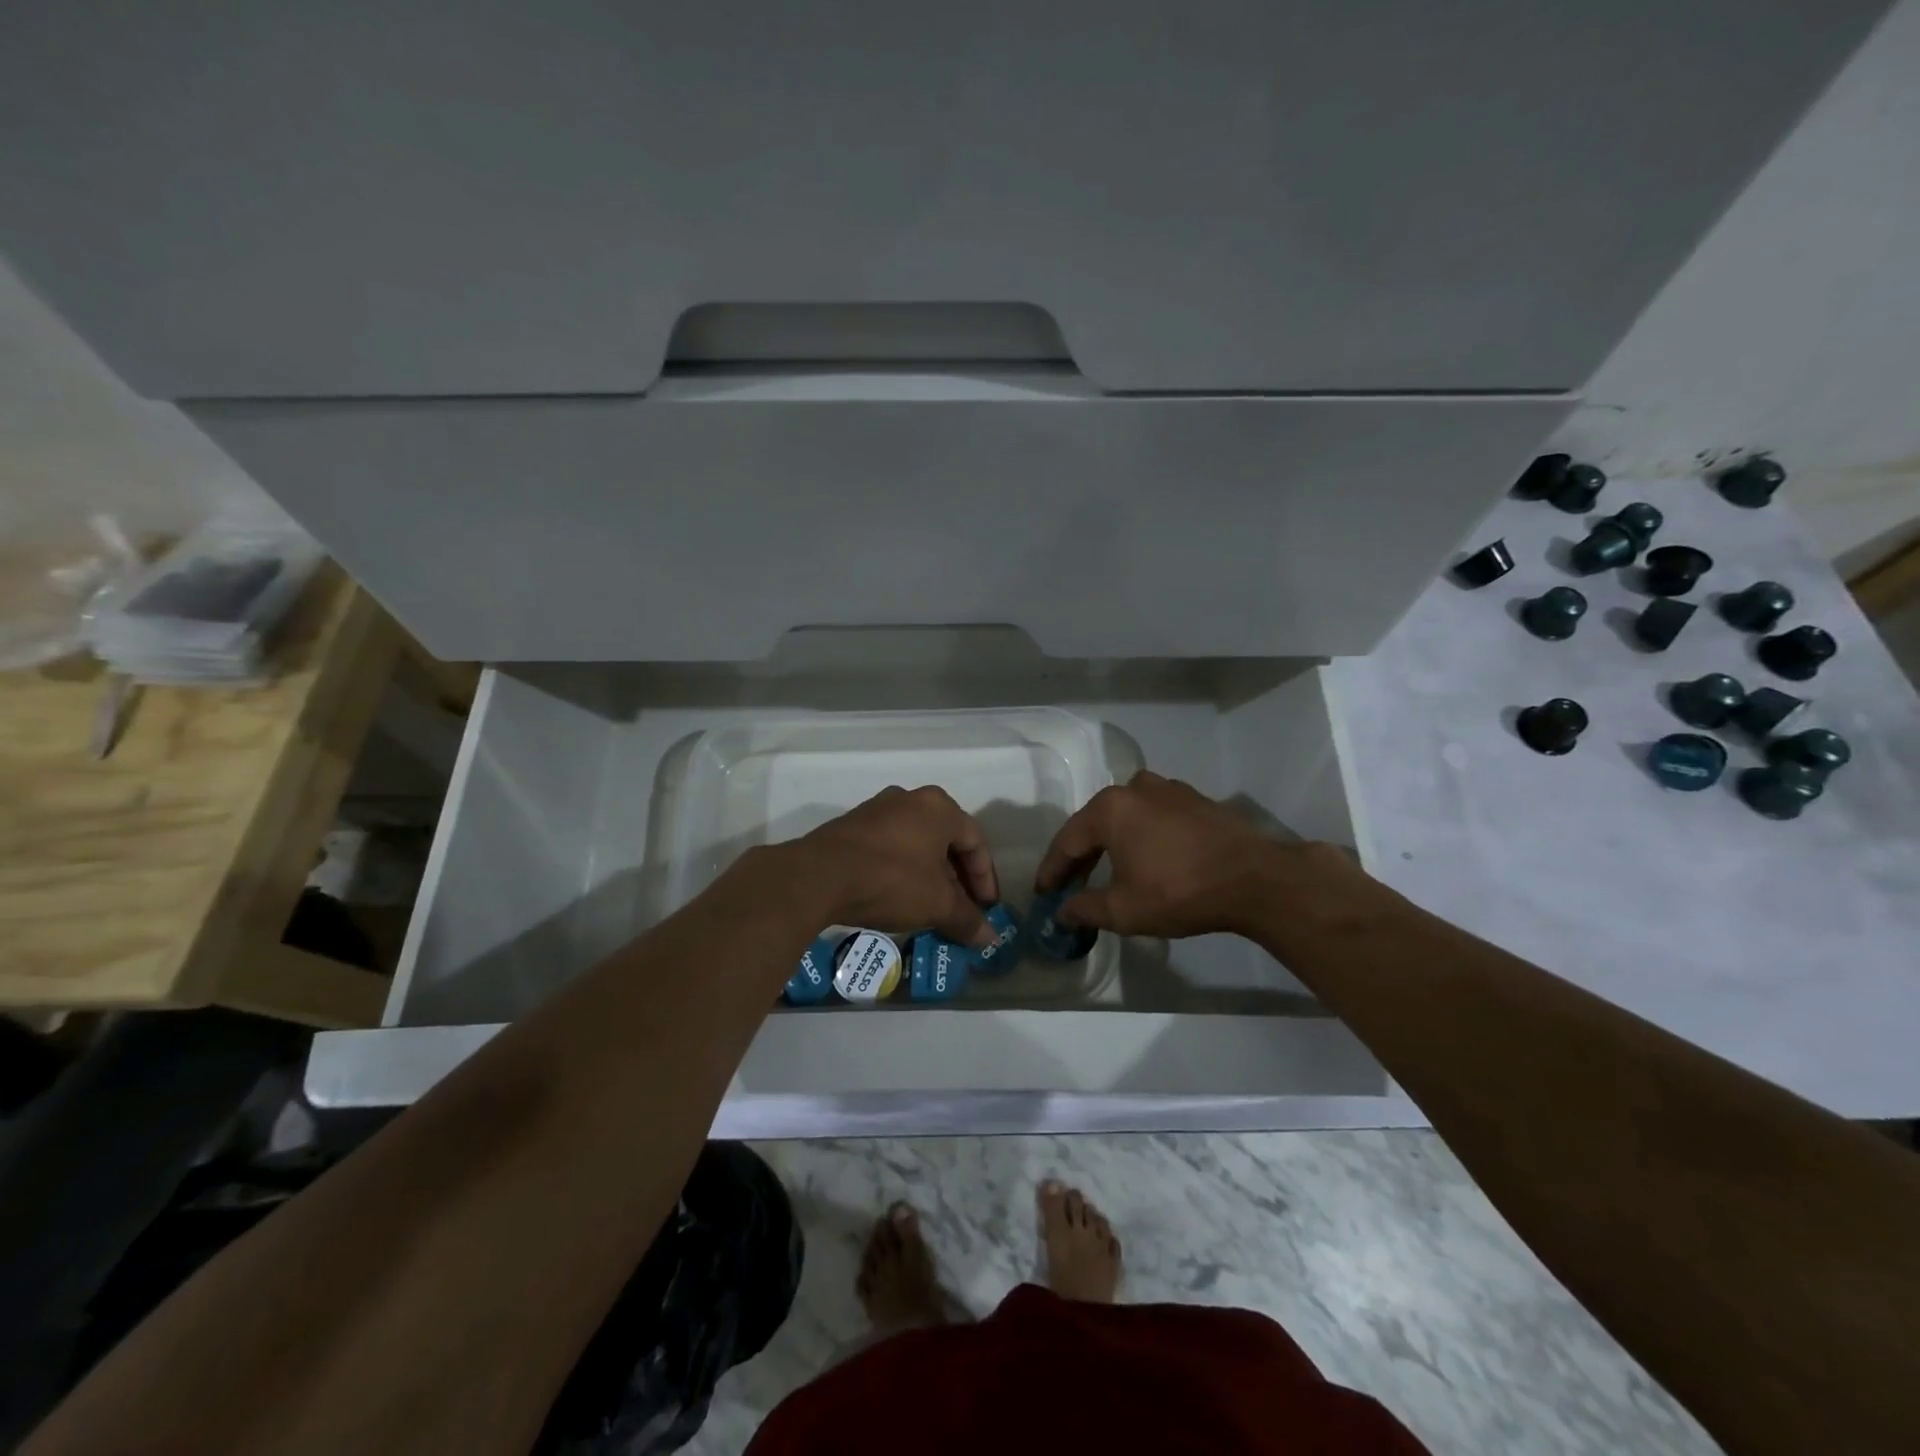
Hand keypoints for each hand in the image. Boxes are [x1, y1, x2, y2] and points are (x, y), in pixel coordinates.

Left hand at [798, 786, 1000, 947]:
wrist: (818, 876)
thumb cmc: (890, 880)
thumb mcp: (936, 904)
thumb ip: (967, 919)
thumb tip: (989, 938)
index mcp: (939, 807)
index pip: (976, 841)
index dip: (985, 878)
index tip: (987, 908)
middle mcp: (910, 799)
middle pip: (946, 841)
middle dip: (958, 879)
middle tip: (962, 910)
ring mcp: (878, 810)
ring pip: (917, 844)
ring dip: (930, 876)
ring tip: (932, 907)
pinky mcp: (852, 826)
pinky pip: (890, 847)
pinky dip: (903, 871)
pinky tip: (899, 897)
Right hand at [1034, 770, 1290, 937]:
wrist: (1255, 880)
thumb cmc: (1179, 891)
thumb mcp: (1124, 910)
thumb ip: (1085, 909)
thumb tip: (1062, 912)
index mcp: (1110, 809)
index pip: (1068, 841)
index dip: (1053, 869)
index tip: (1043, 891)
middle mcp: (1134, 788)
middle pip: (1095, 823)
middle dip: (1081, 855)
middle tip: (1070, 884)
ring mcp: (1169, 789)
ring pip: (1126, 816)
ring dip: (1112, 842)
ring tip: (1107, 869)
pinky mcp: (1196, 799)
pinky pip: (1154, 816)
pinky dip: (1142, 835)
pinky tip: (1147, 857)